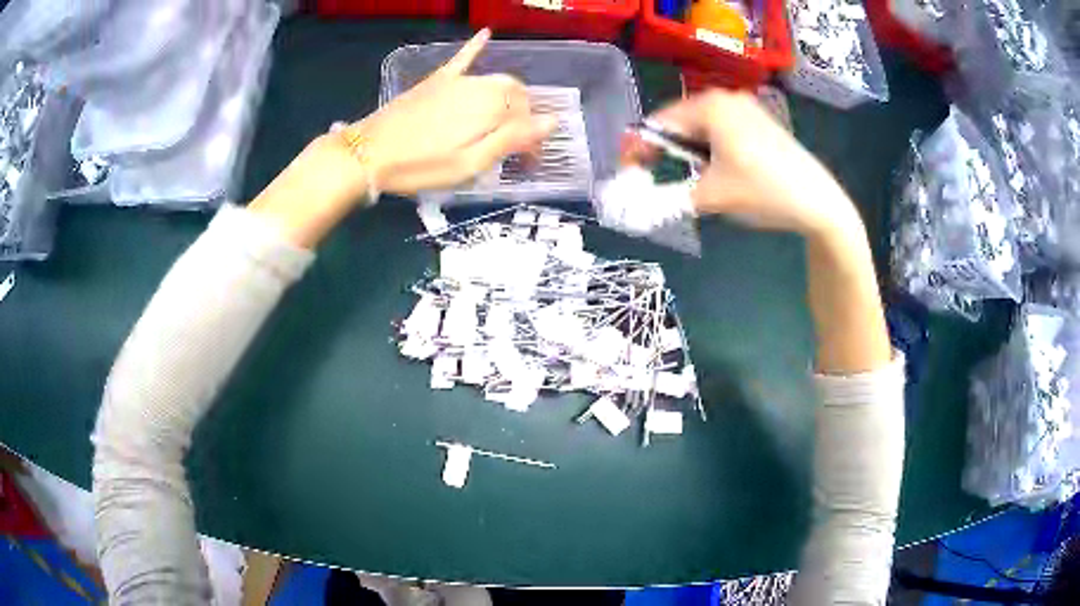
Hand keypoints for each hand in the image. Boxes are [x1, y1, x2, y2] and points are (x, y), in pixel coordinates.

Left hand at [346, 29, 556, 196]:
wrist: (368, 153)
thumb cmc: (420, 166)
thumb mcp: (470, 163)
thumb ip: (511, 139)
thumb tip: (552, 120)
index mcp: (490, 108)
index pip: (528, 117)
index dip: (533, 138)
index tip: (528, 161)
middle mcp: (478, 86)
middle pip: (515, 96)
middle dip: (523, 117)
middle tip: (517, 145)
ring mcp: (456, 80)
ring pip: (495, 81)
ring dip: (509, 97)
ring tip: (508, 119)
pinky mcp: (436, 81)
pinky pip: (461, 59)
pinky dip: (475, 47)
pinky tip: (486, 33)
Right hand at [645, 90, 860, 240]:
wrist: (820, 203)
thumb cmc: (764, 192)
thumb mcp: (711, 197)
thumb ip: (666, 198)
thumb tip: (632, 205)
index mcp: (710, 106)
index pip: (659, 123)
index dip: (637, 148)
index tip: (625, 173)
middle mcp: (725, 98)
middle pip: (679, 122)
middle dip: (663, 149)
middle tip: (651, 177)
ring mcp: (746, 108)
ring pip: (701, 127)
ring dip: (686, 151)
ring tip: (683, 177)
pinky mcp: (760, 122)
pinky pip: (721, 130)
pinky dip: (708, 149)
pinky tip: (714, 170)